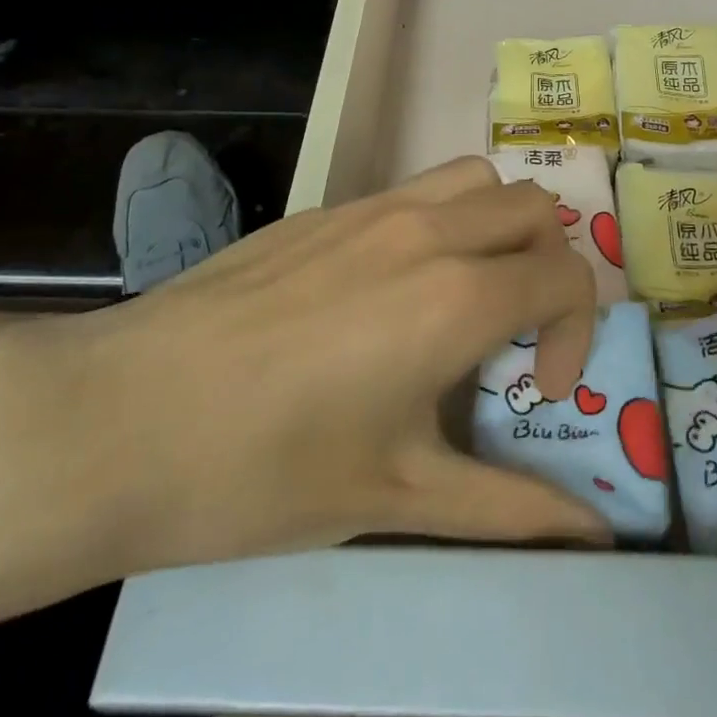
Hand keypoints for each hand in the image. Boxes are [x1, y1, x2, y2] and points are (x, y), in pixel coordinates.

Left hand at [0, 155, 608, 581]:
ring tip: (467, 291)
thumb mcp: (397, 496)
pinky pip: (413, 189)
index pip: (566, 276)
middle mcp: (426, 231)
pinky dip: (440, 221)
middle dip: (550, 266)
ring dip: (499, 224)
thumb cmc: (265, 469)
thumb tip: (594, 538)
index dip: (576, 334)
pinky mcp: (324, 209)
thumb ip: (509, 509)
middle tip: (514, 332)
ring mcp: (370, 208)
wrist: (121, 416)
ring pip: (476, 178)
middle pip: (534, 207)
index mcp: (455, 295)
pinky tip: (388, 290)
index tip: (536, 391)